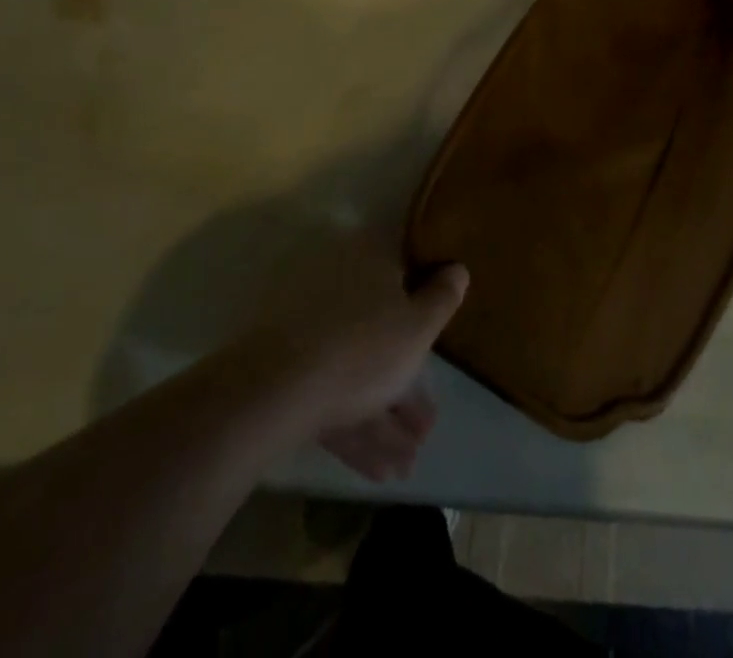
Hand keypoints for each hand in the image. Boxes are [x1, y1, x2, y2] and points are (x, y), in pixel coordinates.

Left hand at [235, 238, 468, 482]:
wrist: (275, 393)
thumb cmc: (364, 347)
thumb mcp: (419, 326)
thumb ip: (443, 297)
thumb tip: (457, 267)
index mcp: (369, 261)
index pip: (404, 271)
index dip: (426, 305)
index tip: (439, 337)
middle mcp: (338, 286)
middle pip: (381, 329)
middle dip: (405, 381)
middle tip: (426, 426)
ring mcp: (309, 330)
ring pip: (357, 368)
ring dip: (384, 416)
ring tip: (408, 464)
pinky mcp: (287, 371)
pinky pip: (333, 392)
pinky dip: (356, 426)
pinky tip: (379, 471)